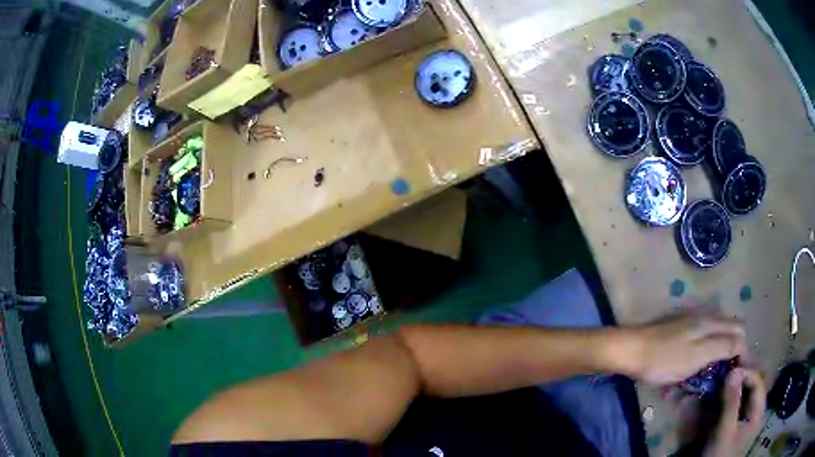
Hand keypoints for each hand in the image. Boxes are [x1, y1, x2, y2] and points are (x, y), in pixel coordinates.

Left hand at [626, 315, 747, 384]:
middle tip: (726, 374)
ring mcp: (692, 322)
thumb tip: (743, 343)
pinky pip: (703, 338)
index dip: (743, 350)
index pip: (739, 330)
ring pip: (716, 334)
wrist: (631, 350)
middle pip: (729, 330)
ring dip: (719, 351)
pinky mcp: (681, 330)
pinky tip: (699, 364)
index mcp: (712, 322)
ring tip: (714, 372)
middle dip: (733, 350)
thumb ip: (723, 346)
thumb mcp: (698, 355)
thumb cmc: (665, 358)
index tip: (738, 372)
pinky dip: (706, 350)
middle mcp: (706, 317)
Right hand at [704, 368, 765, 456]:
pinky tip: (724, 397)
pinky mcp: (740, 424)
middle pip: (754, 387)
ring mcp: (749, 418)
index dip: (747, 374)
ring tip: (724, 383)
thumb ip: (731, 403)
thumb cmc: (721, 454)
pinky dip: (733, 398)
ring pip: (747, 395)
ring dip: (737, 387)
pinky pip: (740, 404)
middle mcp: (757, 411)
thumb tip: (733, 371)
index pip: (758, 383)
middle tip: (727, 374)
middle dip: (742, 379)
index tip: (731, 371)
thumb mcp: (725, 431)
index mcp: (759, 411)